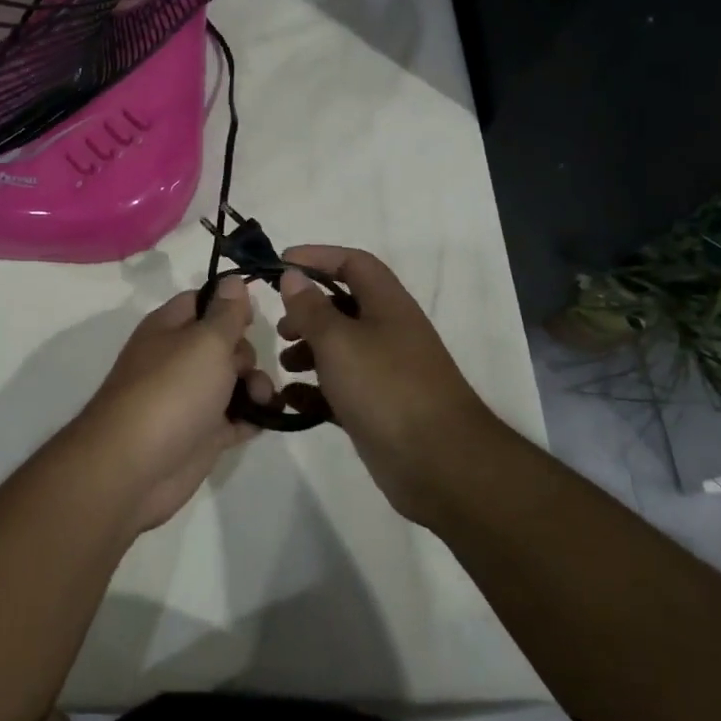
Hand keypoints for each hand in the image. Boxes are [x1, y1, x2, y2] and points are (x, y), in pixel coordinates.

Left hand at [68, 277, 271, 533]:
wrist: (135, 468)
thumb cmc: (171, 391)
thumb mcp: (205, 341)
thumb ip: (226, 313)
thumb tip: (233, 281)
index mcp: (169, 328)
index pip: (203, 301)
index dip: (230, 303)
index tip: (256, 314)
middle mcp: (177, 359)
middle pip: (223, 343)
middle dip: (246, 353)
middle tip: (245, 369)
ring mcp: (189, 399)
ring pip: (232, 382)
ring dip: (255, 387)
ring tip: (260, 401)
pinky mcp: (201, 435)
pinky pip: (234, 419)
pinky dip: (251, 418)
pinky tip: (264, 420)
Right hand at [276, 246, 495, 522]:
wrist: (440, 463)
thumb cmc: (386, 387)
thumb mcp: (339, 341)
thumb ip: (311, 308)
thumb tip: (293, 276)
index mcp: (387, 305)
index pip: (353, 263)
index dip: (317, 257)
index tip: (281, 265)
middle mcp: (389, 332)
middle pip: (343, 306)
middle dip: (308, 311)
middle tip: (281, 328)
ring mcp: (386, 372)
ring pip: (340, 348)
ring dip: (308, 350)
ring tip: (284, 365)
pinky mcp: (378, 408)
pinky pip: (341, 388)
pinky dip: (315, 390)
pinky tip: (291, 400)